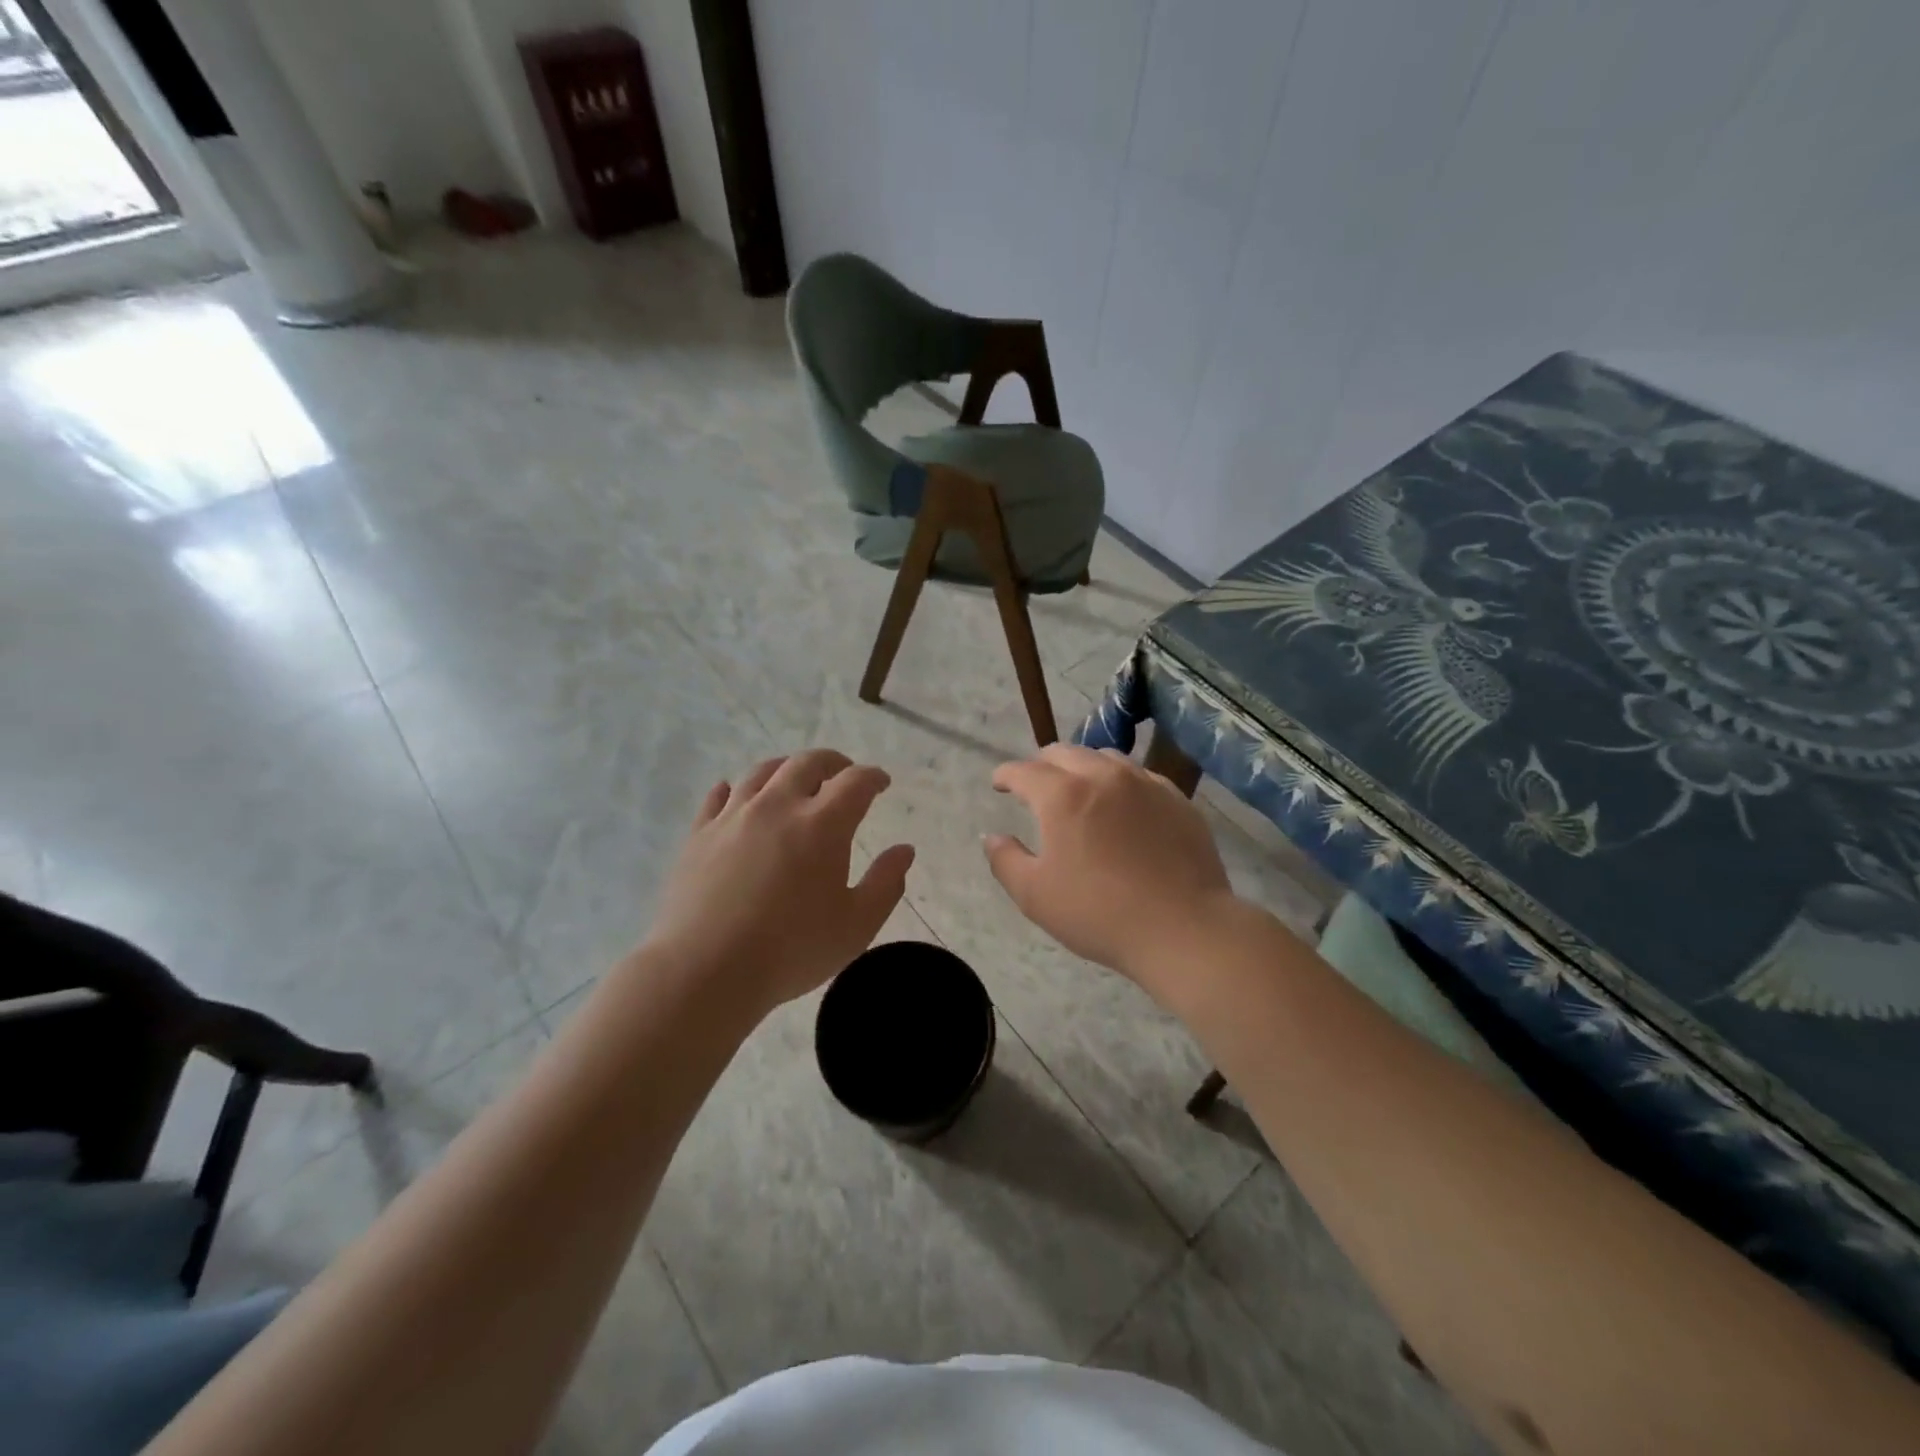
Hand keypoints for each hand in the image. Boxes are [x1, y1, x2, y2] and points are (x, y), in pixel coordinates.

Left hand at [643, 750, 914, 1012]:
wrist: (704, 970)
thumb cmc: (790, 950)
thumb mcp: (856, 926)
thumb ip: (886, 884)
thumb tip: (905, 850)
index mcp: (822, 824)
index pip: (855, 782)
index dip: (873, 777)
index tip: (882, 784)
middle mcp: (778, 806)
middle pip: (808, 763)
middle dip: (833, 762)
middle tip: (843, 773)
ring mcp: (733, 816)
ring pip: (762, 772)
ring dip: (786, 768)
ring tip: (795, 778)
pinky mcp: (699, 834)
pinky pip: (718, 797)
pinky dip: (733, 788)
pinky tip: (734, 793)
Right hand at [983, 744, 1238, 999]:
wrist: (1183, 928)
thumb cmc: (1099, 914)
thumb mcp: (1035, 896)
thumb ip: (1005, 860)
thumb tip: (993, 837)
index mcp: (1062, 795)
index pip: (1024, 771)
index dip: (1005, 775)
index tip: (999, 784)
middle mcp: (1103, 776)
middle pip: (1064, 752)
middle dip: (1042, 764)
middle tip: (1035, 785)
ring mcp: (1145, 783)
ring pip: (1105, 757)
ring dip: (1082, 767)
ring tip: (1078, 788)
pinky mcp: (1176, 798)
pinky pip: (1140, 775)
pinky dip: (1120, 781)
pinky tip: (1122, 804)